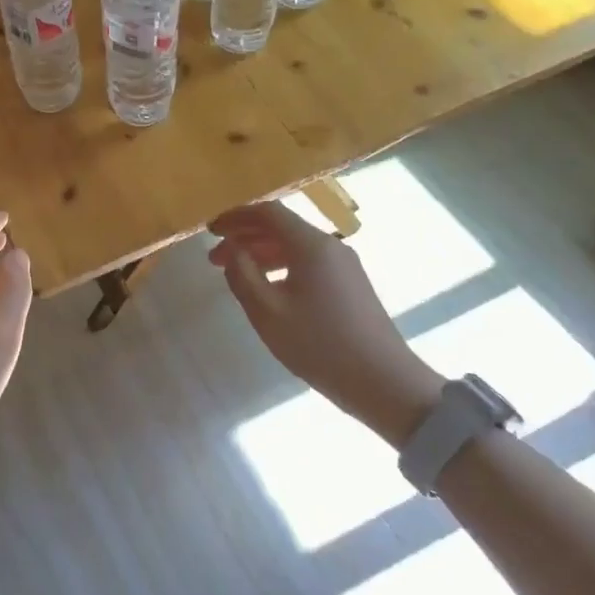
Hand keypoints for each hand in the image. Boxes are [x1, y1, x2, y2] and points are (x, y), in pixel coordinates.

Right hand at [208, 201, 441, 446]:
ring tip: (237, 274)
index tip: (210, 231)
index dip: (235, 217)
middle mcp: (330, 246)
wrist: (383, 381)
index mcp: (311, 245)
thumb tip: (232, 251)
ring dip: (262, 253)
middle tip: (215, 258)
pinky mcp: (351, 285)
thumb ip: (242, 275)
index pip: (268, 213)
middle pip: (282, 227)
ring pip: (295, 246)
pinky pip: (309, 262)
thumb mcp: (267, 312)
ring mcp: (345, 265)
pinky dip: (282, 265)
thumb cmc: (319, 344)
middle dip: (245, 237)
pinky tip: (269, 289)